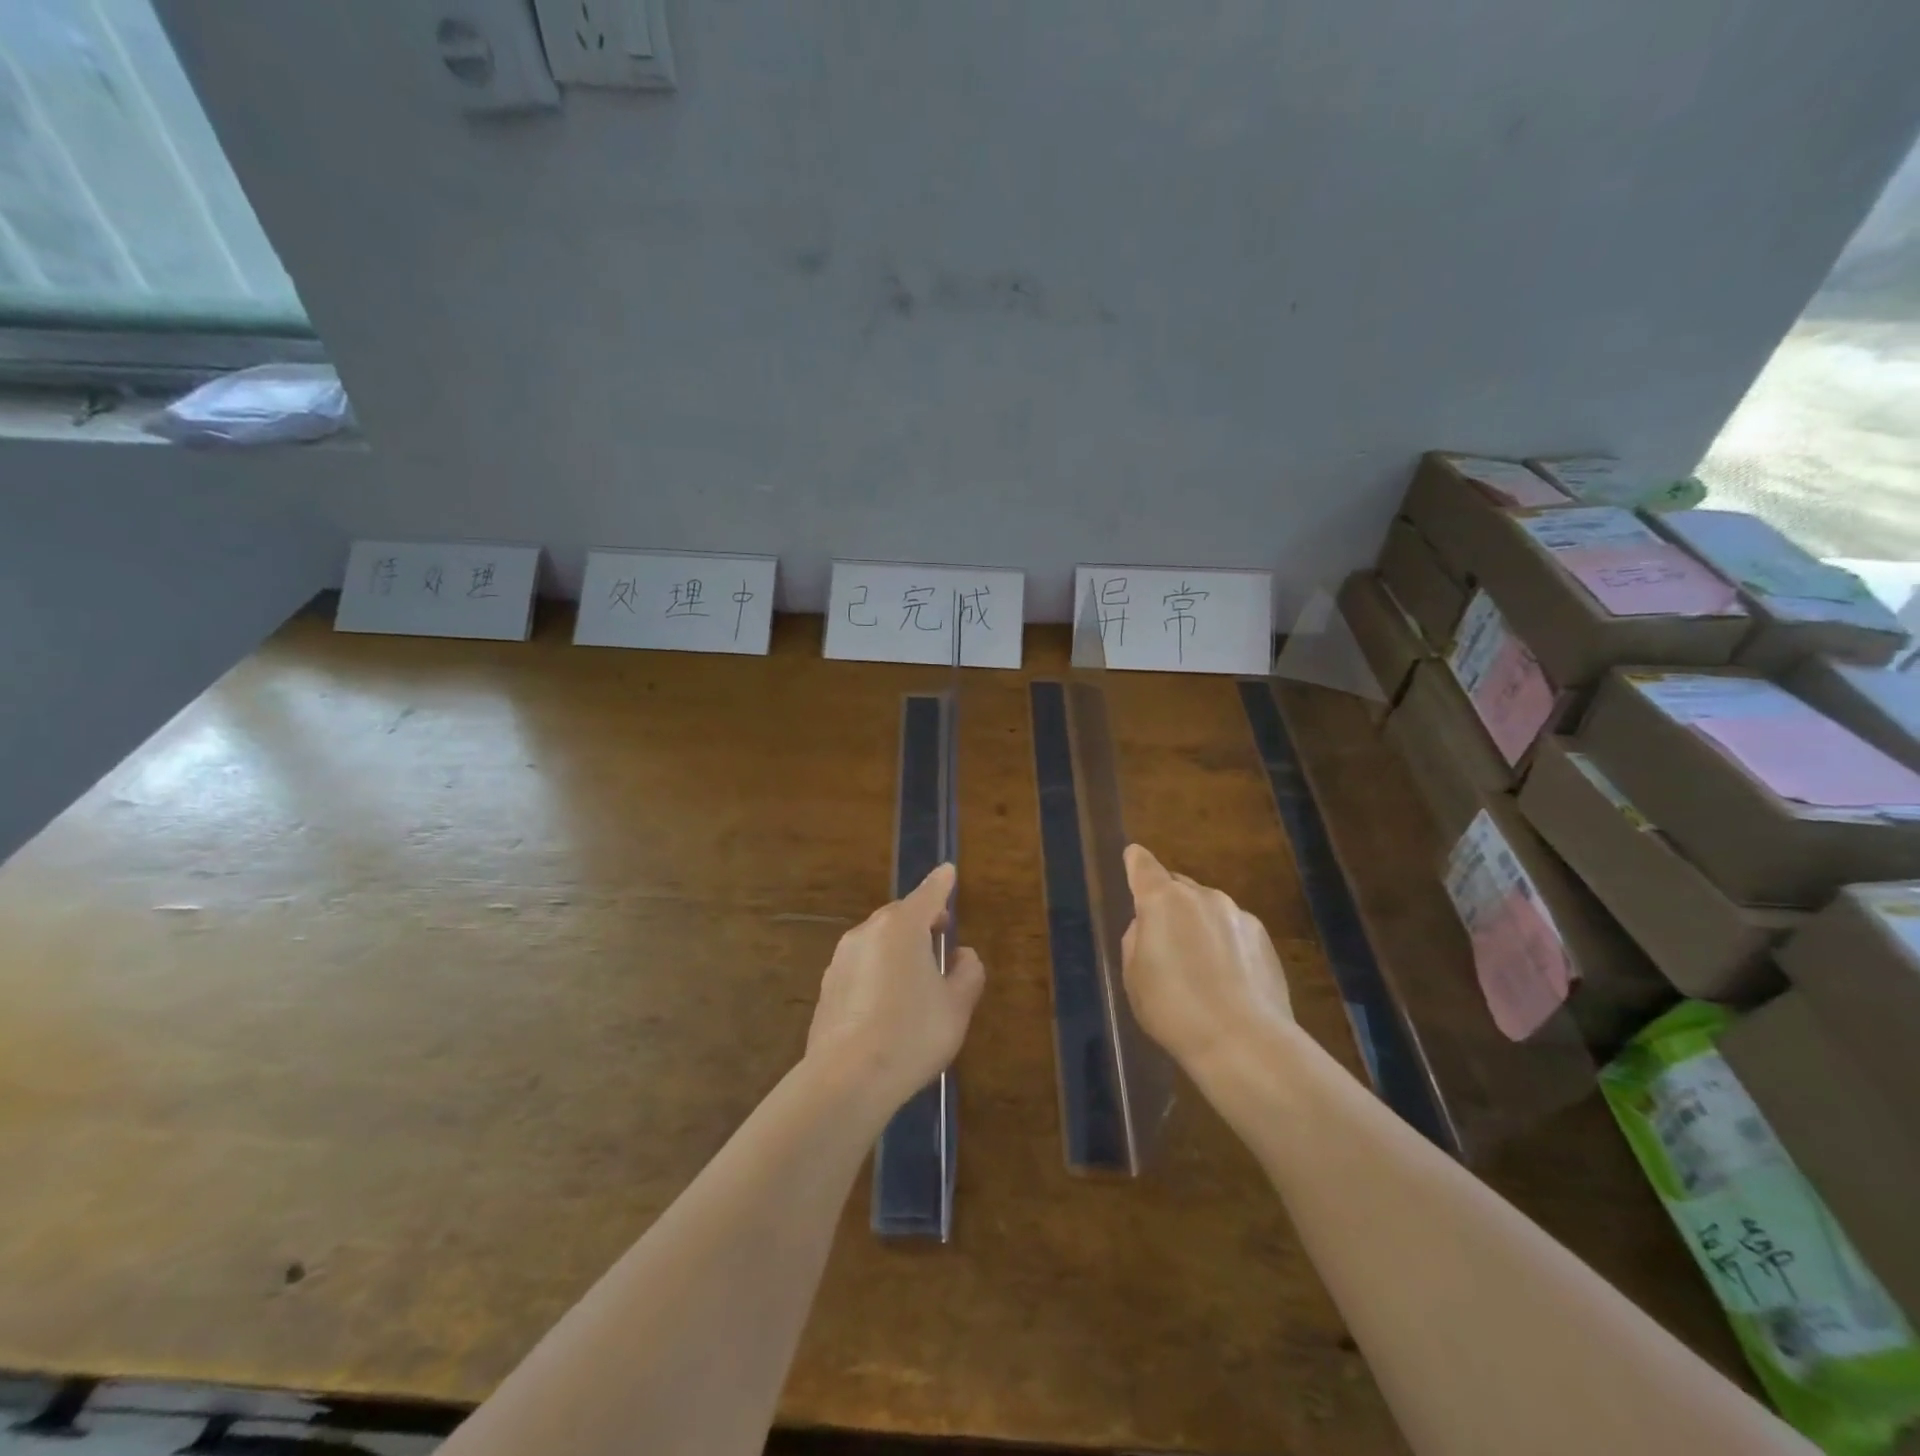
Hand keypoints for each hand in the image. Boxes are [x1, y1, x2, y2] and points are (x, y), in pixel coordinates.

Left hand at [805, 864, 985, 1113]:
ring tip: (916, 976)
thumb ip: (967, 973)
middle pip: (899, 916)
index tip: (949, 871)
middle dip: (921, 919)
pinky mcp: (827, 986)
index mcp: (901, 928)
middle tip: (940, 935)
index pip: (928, 894)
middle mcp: (867, 933)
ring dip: (898, 947)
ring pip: (877, 940)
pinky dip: (878, 969)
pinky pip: (861, 965)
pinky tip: (887, 1002)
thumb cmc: (912, 1035)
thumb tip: (962, 955)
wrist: (847, 1079)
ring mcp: (841, 958)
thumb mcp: (956, 1007)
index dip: (941, 884)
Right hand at [1121, 844, 1292, 1072]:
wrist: (1243, 1041)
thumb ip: (1137, 940)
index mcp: (1162, 901)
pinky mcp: (1264, 938)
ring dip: (1199, 925)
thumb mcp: (1134, 977)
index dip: (1136, 861)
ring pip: (1208, 909)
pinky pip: (1234, 930)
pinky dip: (1226, 943)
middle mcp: (1202, 897)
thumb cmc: (1174, 1009)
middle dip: (1168, 903)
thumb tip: (1149, 926)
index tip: (1133, 856)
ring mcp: (1238, 914)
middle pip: (1178, 887)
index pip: (1144, 867)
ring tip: (1199, 966)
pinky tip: (1227, 979)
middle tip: (1163, 937)